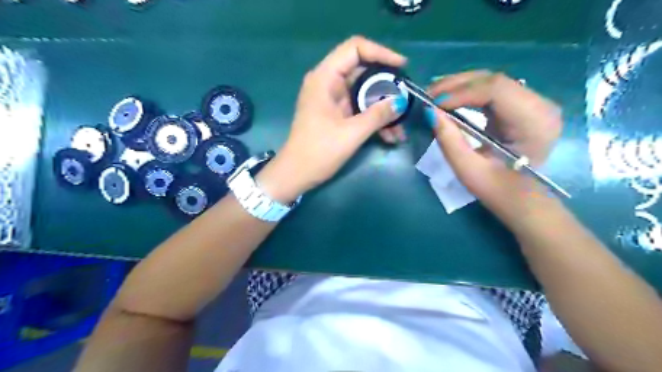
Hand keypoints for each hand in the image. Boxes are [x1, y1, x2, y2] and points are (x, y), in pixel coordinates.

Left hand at [256, 36, 409, 202]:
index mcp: (325, 78)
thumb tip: (400, 102)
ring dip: (383, 107)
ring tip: (401, 126)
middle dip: (387, 86)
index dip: (380, 53)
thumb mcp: (351, 133)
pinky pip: (359, 108)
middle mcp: (328, 83)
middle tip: (406, 99)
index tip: (402, 67)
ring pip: (364, 92)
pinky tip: (390, 136)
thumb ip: (377, 115)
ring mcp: (332, 99)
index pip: (354, 48)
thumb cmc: (318, 152)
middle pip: (363, 71)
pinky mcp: (336, 113)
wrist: (296, 174)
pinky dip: (374, 118)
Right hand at [424, 70, 562, 226]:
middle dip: (456, 85)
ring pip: (491, 81)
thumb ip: (449, 140)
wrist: (522, 199)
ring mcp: (534, 103)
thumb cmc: (498, 190)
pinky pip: (492, 90)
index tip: (432, 103)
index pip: (496, 90)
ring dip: (460, 85)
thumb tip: (429, 112)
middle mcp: (541, 105)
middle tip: (427, 94)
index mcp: (533, 123)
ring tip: (434, 94)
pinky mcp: (522, 106)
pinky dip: (468, 92)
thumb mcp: (468, 170)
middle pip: (493, 80)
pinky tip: (450, 96)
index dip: (460, 92)